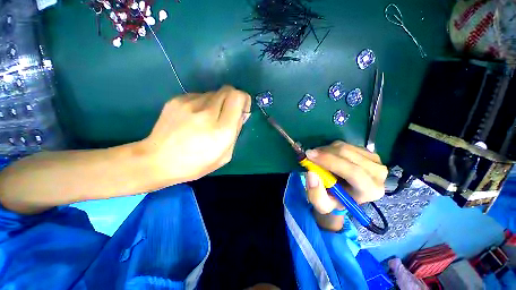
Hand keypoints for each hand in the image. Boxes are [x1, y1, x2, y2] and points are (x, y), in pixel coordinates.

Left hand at [140, 86, 250, 184]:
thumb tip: (240, 115)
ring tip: (207, 119)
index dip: (243, 99)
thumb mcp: (225, 156)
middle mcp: (207, 112)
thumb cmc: (196, 164)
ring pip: (213, 93)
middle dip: (232, 99)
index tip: (242, 109)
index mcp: (222, 130)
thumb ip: (236, 132)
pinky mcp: (177, 99)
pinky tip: (194, 117)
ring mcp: (189, 103)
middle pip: (228, 90)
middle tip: (227, 114)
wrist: (157, 160)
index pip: (237, 97)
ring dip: (217, 103)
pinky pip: (199, 95)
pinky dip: (203, 104)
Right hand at [304, 141, 387, 230]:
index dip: (329, 161)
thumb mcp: (322, 204)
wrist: (344, 194)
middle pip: (348, 155)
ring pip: (345, 147)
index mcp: (370, 191)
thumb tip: (312, 172)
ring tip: (318, 158)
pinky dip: (331, 148)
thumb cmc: (334, 200)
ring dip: (326, 150)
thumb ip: (316, 194)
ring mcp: (375, 160)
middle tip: (309, 154)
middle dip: (324, 153)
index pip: (353, 172)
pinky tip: (327, 156)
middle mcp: (378, 174)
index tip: (309, 156)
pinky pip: (346, 144)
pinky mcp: (368, 152)